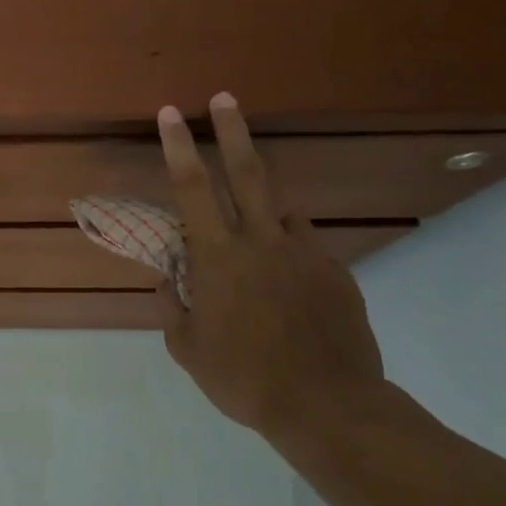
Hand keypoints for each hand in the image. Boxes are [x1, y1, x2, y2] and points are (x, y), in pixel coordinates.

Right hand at [155, 95, 384, 438]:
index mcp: (218, 257)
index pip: (192, 188)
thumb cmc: (243, 377)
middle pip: (247, 172)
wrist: (328, 407)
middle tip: (224, 97)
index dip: (178, 147)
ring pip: (279, 208)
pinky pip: (304, 246)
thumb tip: (168, 276)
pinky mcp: (336, 273)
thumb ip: (172, 303)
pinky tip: (285, 284)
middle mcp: (262, 242)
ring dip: (261, 204)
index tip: (171, 114)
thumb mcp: (186, 347)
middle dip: (232, 130)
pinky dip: (286, 249)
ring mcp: (304, 254)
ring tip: (251, 236)